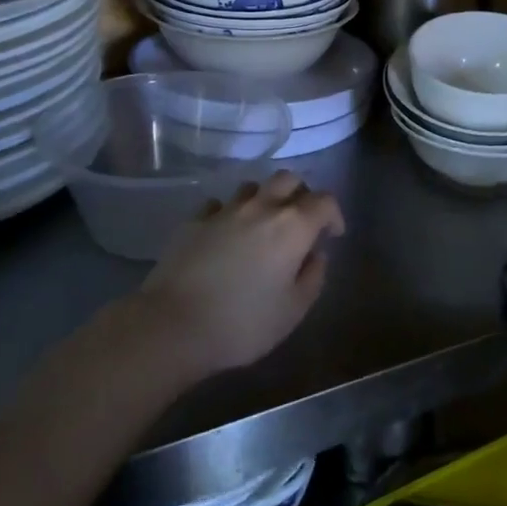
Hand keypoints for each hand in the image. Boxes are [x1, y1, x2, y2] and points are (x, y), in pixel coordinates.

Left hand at [138, 170, 345, 378]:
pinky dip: (230, 213)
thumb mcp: (293, 311)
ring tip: (263, 225)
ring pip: (253, 186)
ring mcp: (224, 211)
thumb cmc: (242, 323)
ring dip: (265, 199)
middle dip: (301, 195)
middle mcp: (261, 208)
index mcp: (293, 226)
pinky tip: (226, 234)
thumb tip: (316, 255)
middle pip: (288, 179)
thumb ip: (313, 278)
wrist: (172, 326)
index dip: (334, 214)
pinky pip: (219, 204)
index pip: (324, 201)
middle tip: (301, 222)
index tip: (333, 235)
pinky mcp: (194, 221)